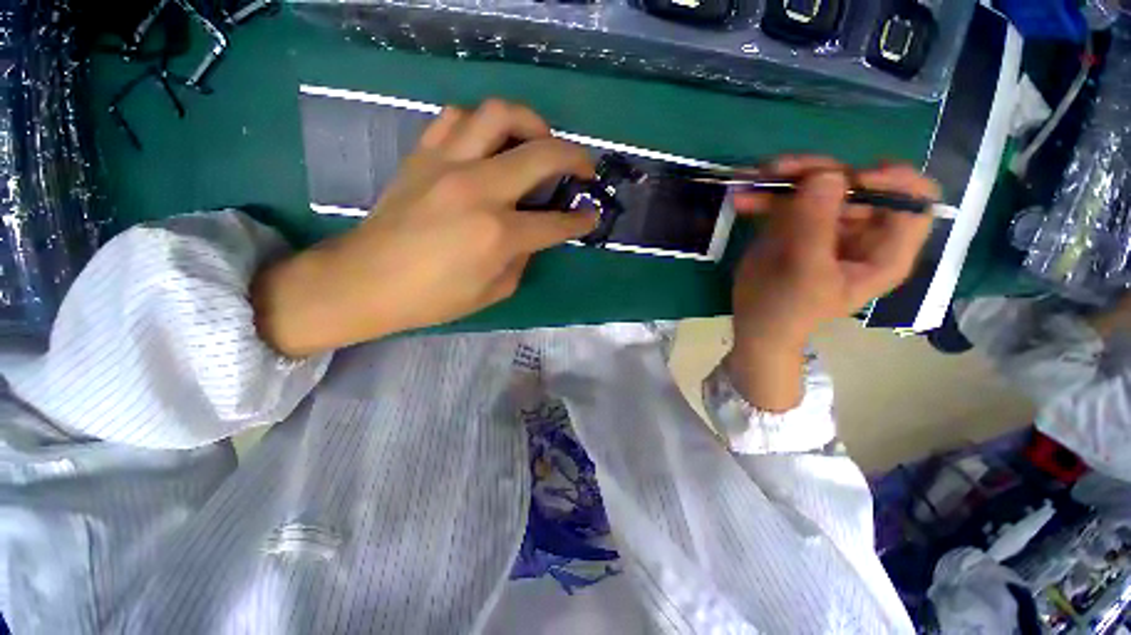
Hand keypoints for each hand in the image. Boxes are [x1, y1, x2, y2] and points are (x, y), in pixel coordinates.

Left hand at [252, 100, 598, 355]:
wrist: (366, 281)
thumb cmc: (433, 298)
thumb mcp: (493, 292)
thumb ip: (522, 259)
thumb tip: (532, 235)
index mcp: (498, 235)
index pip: (556, 223)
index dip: (581, 221)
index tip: (591, 216)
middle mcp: (479, 190)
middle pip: (542, 154)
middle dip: (575, 158)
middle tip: (584, 167)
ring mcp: (448, 165)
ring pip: (499, 114)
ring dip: (531, 122)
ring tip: (539, 140)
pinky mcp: (423, 155)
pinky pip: (457, 118)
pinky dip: (482, 124)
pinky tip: (489, 142)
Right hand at [727, 156, 938, 410]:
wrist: (754, 323)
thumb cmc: (788, 309)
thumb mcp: (805, 272)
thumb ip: (816, 226)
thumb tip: (826, 174)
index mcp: (883, 250)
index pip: (913, 201)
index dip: (893, 181)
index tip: (854, 179)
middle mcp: (861, 230)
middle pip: (857, 183)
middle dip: (821, 172)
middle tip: (783, 170)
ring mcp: (826, 224)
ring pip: (820, 183)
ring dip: (789, 176)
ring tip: (759, 177)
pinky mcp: (796, 224)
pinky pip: (787, 197)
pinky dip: (766, 194)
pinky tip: (743, 199)